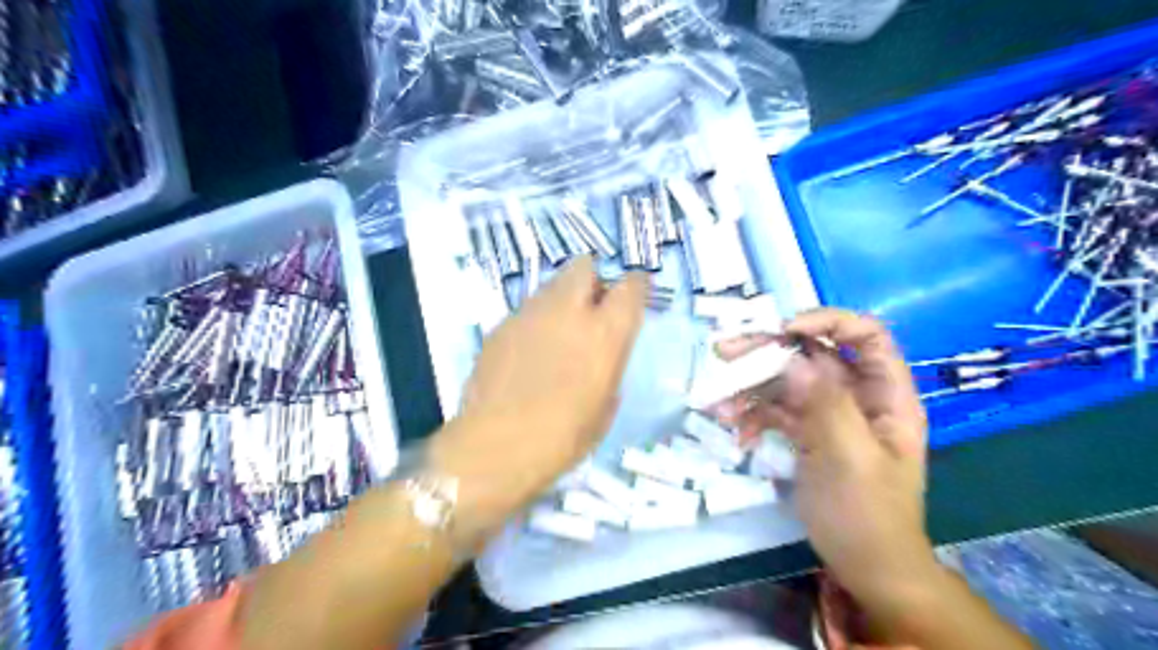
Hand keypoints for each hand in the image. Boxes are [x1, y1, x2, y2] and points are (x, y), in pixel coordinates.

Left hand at [426, 257, 647, 541]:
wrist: (496, 447)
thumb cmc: (563, 438)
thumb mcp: (605, 407)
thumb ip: (609, 367)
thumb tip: (602, 354)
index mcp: (605, 333)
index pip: (631, 286)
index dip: (636, 286)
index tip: (634, 296)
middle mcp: (569, 311)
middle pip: (585, 266)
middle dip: (594, 279)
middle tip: (593, 307)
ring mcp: (530, 313)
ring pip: (553, 283)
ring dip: (563, 297)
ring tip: (559, 329)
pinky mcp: (501, 324)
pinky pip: (527, 309)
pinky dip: (537, 319)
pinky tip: (530, 350)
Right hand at [715, 309, 928, 613]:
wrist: (865, 567)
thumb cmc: (867, 515)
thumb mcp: (850, 459)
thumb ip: (825, 405)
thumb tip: (794, 359)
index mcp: (885, 395)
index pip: (866, 336)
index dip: (828, 322)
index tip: (784, 330)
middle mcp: (857, 396)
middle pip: (813, 354)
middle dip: (769, 352)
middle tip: (724, 352)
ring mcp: (829, 414)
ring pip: (787, 381)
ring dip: (751, 386)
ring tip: (718, 402)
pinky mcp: (807, 432)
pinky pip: (776, 410)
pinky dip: (752, 415)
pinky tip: (735, 430)